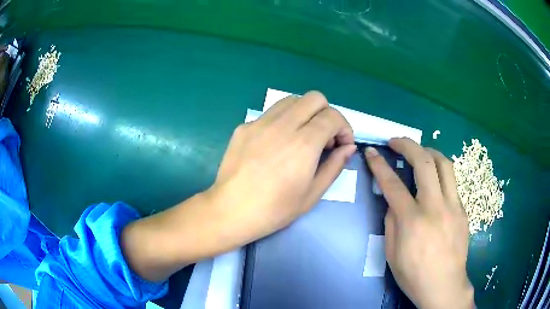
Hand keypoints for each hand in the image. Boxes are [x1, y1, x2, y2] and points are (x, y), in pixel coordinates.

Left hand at [210, 91, 355, 244]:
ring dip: (305, 112)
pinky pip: (271, 113)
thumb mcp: (312, 194)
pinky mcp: (244, 126)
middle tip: (324, 137)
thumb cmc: (275, 209)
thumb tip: (348, 147)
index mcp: (304, 143)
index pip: (332, 116)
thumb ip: (335, 166)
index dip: (344, 128)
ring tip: (302, 136)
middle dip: (327, 113)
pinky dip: (283, 121)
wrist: (231, 210)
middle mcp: (283, 125)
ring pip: (292, 100)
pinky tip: (277, 144)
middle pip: (315, 98)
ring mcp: (260, 122)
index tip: (342, 144)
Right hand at [364, 138, 473, 308]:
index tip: (371, 152)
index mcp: (413, 221)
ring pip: (444, 164)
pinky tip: (434, 182)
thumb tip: (393, 201)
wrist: (444, 285)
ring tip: (419, 152)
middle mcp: (435, 207)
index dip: (379, 165)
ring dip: (429, 152)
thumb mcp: (392, 254)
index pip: (393, 184)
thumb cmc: (414, 275)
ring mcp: (453, 206)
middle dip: (407, 145)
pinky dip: (440, 173)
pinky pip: (452, 182)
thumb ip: (391, 222)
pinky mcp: (463, 209)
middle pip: (424, 162)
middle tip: (396, 141)